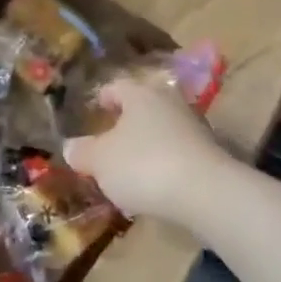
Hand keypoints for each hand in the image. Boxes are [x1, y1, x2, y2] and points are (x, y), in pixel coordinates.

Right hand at [62, 78, 233, 224]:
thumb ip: (82, 151)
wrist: (206, 194)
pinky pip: (176, 154)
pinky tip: (152, 186)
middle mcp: (169, 102)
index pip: (115, 87)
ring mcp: (193, 128)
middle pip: (141, 108)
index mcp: (140, 94)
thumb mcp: (99, 160)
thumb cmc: (142, 165)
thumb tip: (71, 147)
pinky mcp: (209, 155)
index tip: (91, 112)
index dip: (100, 98)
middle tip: (106, 142)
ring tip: (127, 169)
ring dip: (145, 145)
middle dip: (124, 124)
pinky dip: (162, 164)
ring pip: (160, 131)